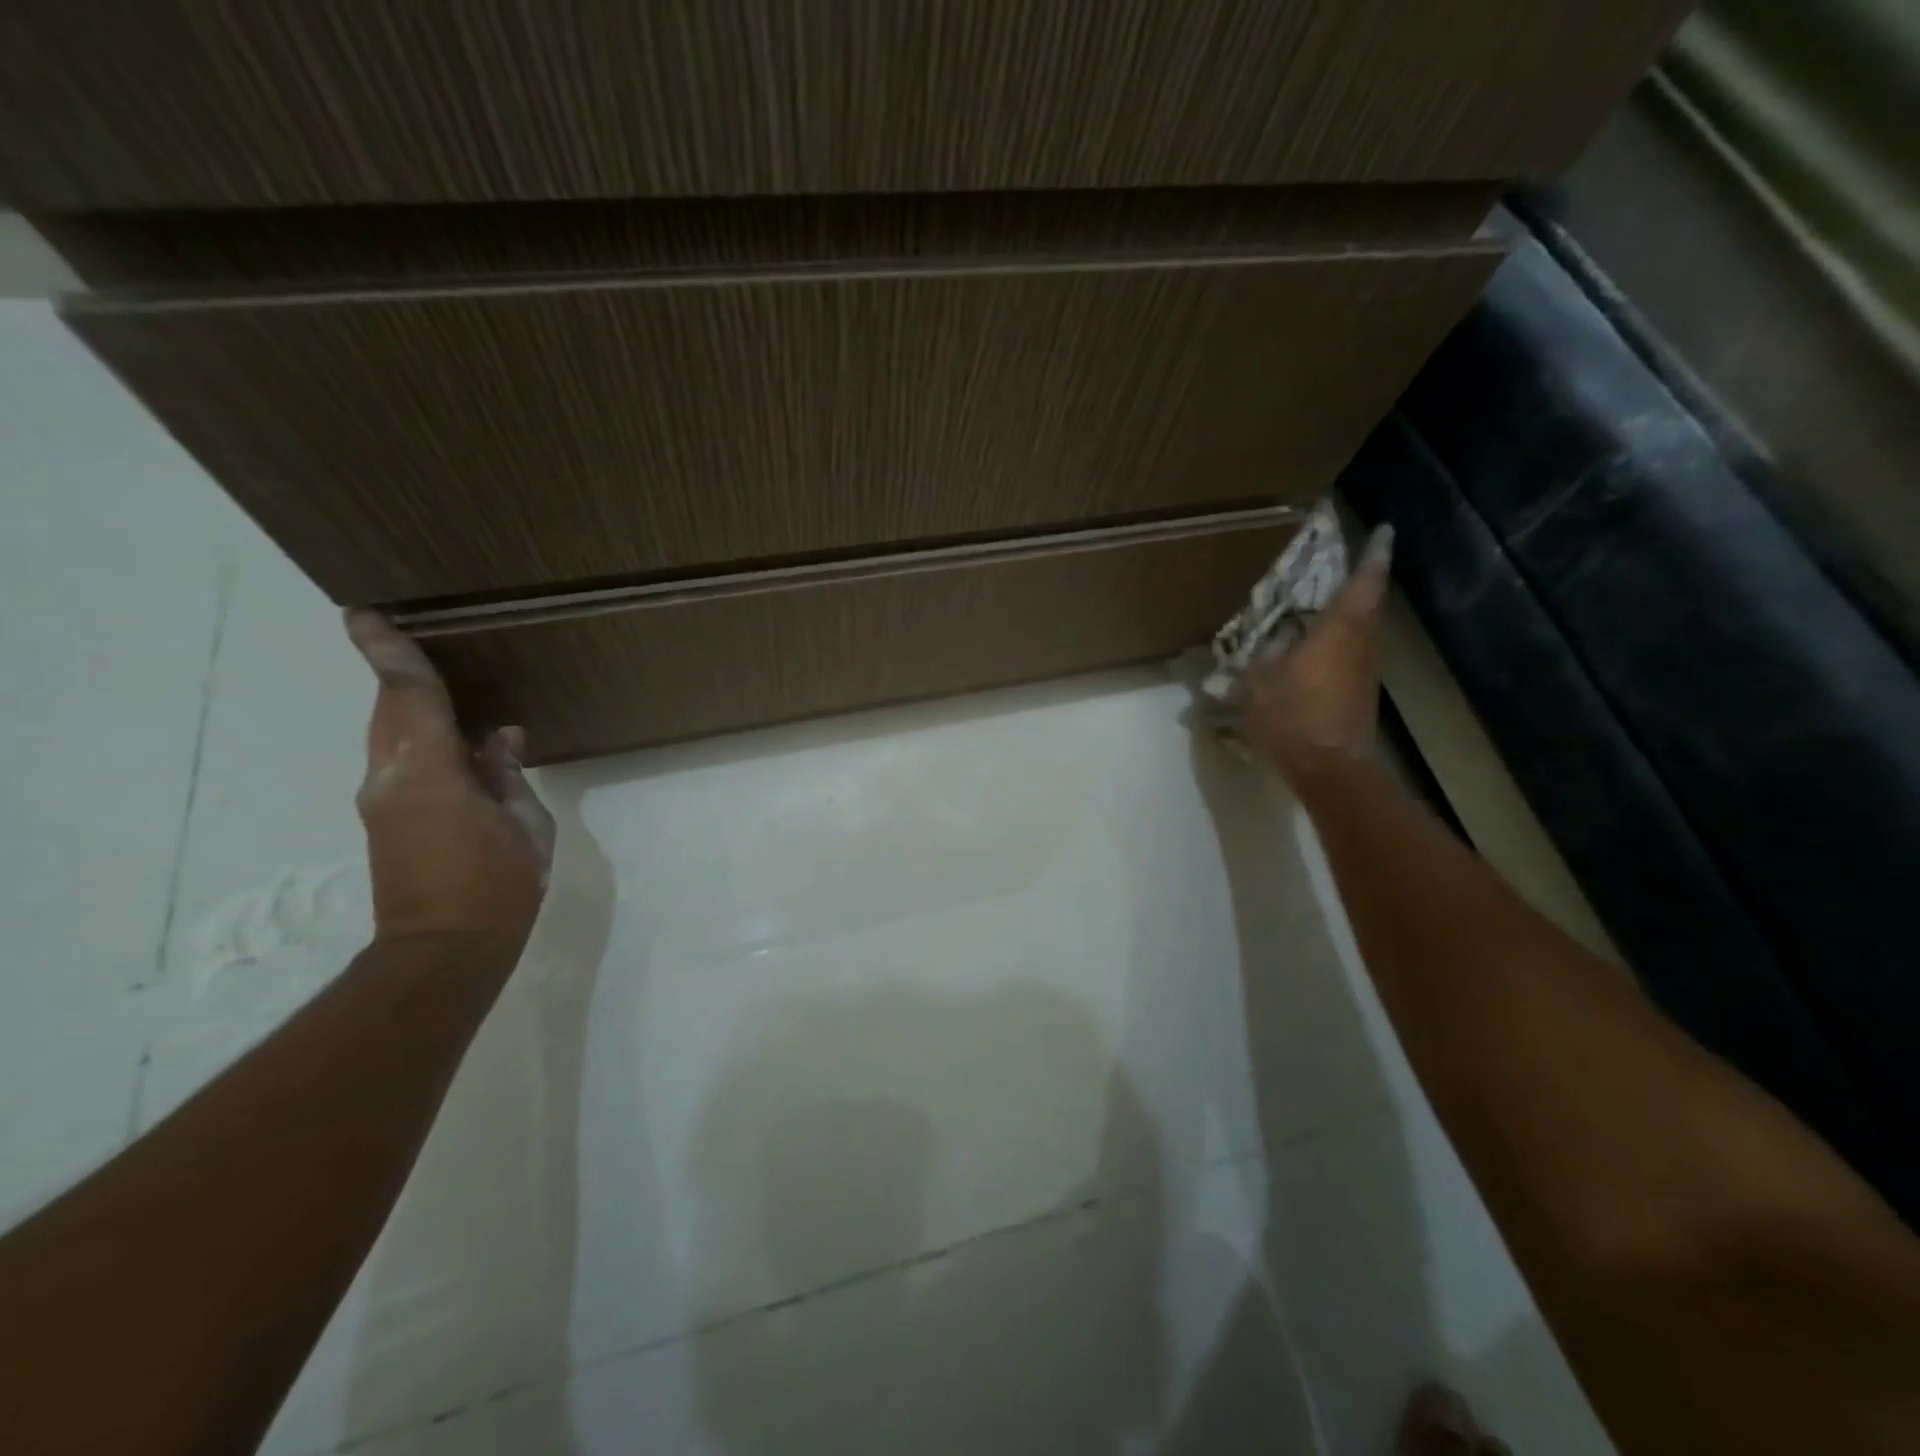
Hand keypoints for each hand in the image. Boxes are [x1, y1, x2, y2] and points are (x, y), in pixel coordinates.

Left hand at [346, 610, 554, 957]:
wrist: (444, 951)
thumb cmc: (498, 886)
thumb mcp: (526, 826)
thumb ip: (508, 775)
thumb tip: (498, 740)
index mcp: (430, 774)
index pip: (408, 697)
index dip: (389, 653)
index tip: (363, 615)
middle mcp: (392, 778)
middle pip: (389, 710)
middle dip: (396, 673)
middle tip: (403, 637)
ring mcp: (382, 800)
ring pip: (390, 734)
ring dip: (410, 707)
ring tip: (441, 687)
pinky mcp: (385, 820)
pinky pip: (401, 761)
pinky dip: (421, 738)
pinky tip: (459, 745)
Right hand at [1243, 523, 1393, 786]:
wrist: (1329, 767)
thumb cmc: (1292, 716)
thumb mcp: (1259, 682)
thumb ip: (1261, 656)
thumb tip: (1268, 642)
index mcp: (1339, 629)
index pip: (1364, 581)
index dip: (1373, 554)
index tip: (1384, 529)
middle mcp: (1361, 642)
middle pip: (1367, 603)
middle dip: (1359, 582)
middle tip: (1341, 566)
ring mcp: (1366, 668)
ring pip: (1362, 629)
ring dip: (1349, 614)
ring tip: (1323, 606)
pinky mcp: (1362, 690)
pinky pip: (1353, 652)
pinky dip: (1340, 641)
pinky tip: (1317, 649)